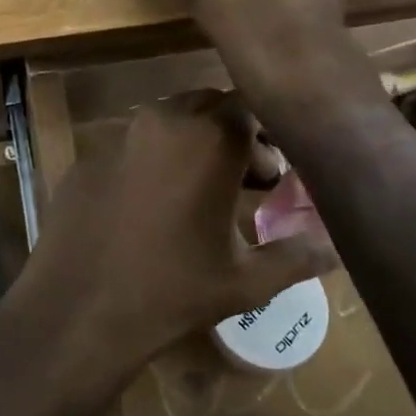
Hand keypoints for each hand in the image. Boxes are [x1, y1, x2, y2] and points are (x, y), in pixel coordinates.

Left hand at [0, 91, 338, 415]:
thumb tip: (334, 247)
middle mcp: (165, 121)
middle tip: (243, 181)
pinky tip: (149, 207)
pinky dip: (151, 160)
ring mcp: (120, 135)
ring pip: (168, 119)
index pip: (250, 108)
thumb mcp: (247, 281)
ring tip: (198, 193)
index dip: (266, 136)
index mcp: (210, 139)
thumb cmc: (174, 291)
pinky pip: (131, 144)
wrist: (80, 309)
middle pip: (209, 105)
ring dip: (191, 142)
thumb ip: (297, 256)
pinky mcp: (89, 156)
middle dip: (231, 134)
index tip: (272, 175)